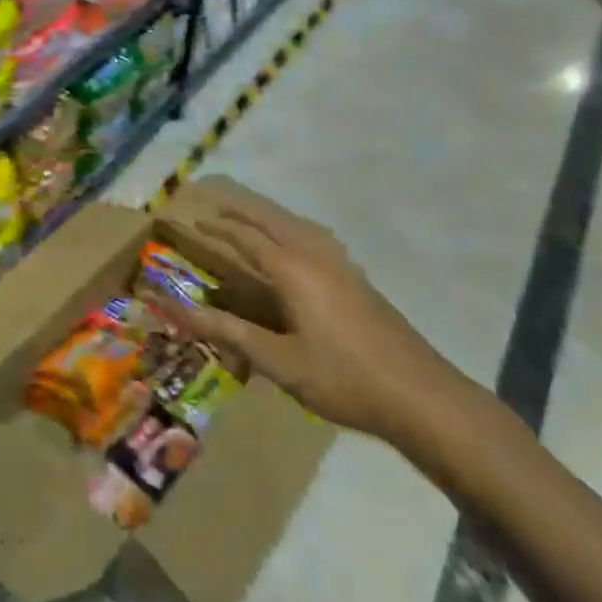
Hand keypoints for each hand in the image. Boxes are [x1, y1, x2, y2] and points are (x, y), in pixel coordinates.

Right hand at [172, 205, 498, 474]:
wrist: (419, 394)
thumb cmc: (342, 379)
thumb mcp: (279, 362)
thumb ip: (231, 332)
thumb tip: (182, 312)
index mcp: (293, 271)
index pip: (248, 240)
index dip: (221, 230)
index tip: (197, 220)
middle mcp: (317, 256)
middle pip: (275, 222)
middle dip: (244, 213)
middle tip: (218, 207)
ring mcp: (343, 265)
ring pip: (300, 227)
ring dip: (272, 218)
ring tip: (254, 219)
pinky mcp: (359, 279)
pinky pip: (318, 238)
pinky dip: (296, 230)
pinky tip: (302, 245)